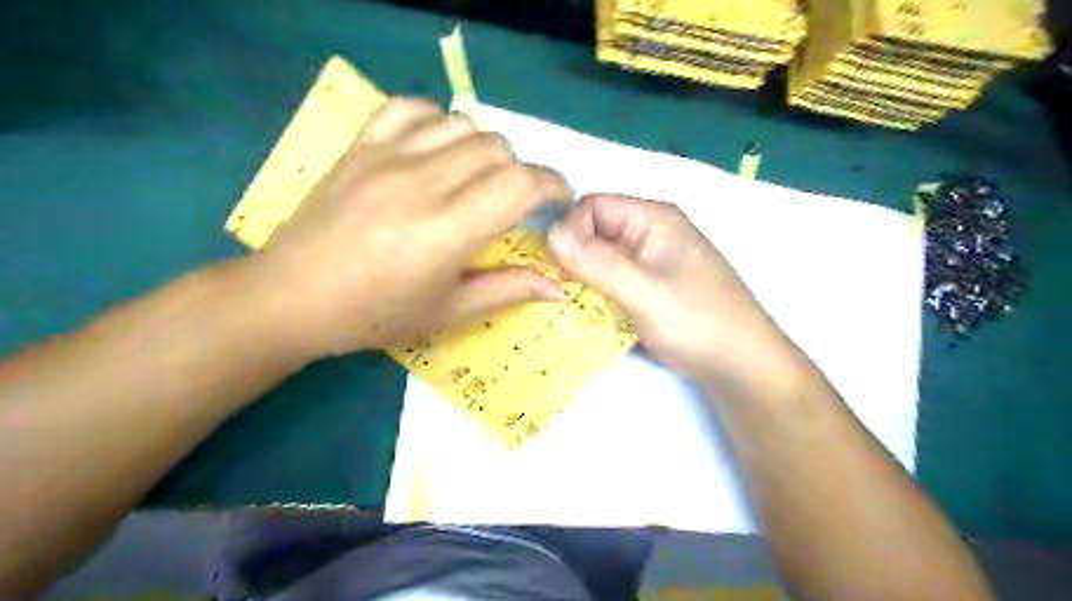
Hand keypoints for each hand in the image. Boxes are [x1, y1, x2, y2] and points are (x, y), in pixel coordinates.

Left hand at [255, 96, 573, 355]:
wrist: (291, 298)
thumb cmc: (375, 315)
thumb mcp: (448, 312)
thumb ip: (508, 291)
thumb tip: (559, 288)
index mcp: (445, 231)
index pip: (519, 184)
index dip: (552, 184)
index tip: (558, 198)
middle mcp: (420, 184)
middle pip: (496, 149)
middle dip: (521, 171)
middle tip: (515, 202)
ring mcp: (386, 157)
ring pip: (461, 124)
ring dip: (484, 148)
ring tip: (478, 177)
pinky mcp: (360, 146)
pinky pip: (411, 108)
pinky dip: (438, 121)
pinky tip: (439, 148)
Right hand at [552, 194, 793, 385]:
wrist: (740, 364)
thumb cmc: (696, 321)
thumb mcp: (643, 291)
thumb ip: (597, 262)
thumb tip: (550, 233)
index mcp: (653, 219)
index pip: (592, 205)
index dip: (570, 230)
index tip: (559, 267)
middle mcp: (650, 232)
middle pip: (595, 231)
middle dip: (573, 257)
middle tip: (560, 289)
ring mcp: (651, 260)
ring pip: (601, 257)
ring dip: (583, 277)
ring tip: (571, 303)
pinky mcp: (650, 285)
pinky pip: (613, 278)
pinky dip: (597, 292)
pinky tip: (589, 312)